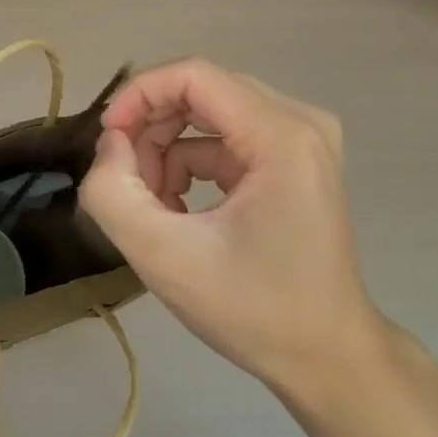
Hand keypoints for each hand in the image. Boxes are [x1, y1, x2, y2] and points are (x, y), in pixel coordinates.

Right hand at [79, 58, 387, 393]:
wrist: (330, 361)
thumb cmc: (255, 311)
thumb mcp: (166, 258)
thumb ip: (114, 192)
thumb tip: (111, 143)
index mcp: (282, 134)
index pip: (194, 75)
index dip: (140, 94)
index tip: (107, 139)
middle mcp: (300, 121)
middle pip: (203, 91)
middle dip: (152, 129)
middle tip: (127, 181)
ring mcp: (304, 139)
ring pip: (212, 114)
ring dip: (170, 150)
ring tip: (153, 206)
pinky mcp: (297, 159)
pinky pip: (230, 138)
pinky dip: (194, 164)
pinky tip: (181, 210)